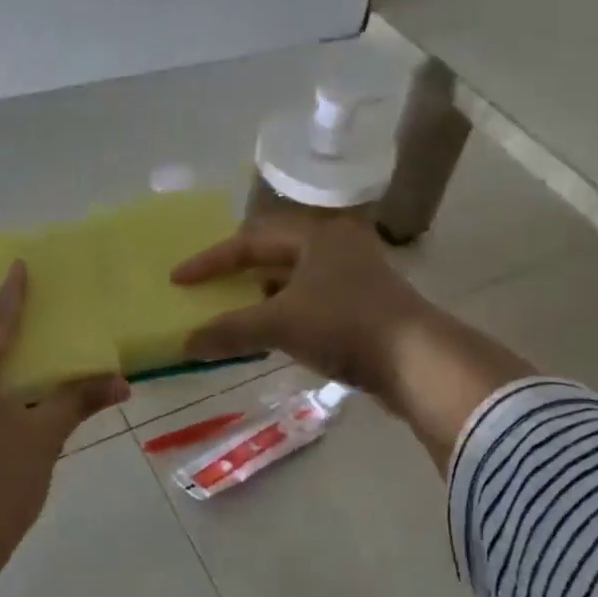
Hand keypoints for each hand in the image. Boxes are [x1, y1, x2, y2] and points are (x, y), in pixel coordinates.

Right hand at [175, 218, 534, 472]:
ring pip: (291, 281)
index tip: (178, 279)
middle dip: (235, 274)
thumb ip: (230, 331)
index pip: (248, 242)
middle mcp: (334, 246)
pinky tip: (267, 335)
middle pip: (271, 255)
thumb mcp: (280, 324)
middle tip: (205, 289)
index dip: (209, 262)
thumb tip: (186, 343)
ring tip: (230, 313)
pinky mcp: (362, 306)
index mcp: (316, 234)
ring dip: (259, 298)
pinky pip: (308, 302)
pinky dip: (281, 315)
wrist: (419, 362)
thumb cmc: (345, 324)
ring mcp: (353, 276)